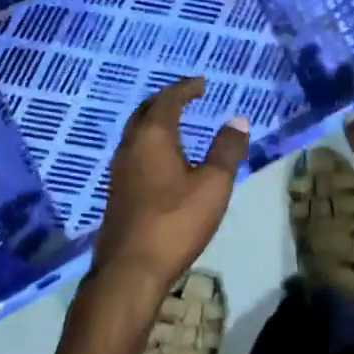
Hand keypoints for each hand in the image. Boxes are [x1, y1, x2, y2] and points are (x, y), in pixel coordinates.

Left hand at [91, 77, 247, 300]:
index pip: (168, 100)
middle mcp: (130, 146)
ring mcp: (119, 169)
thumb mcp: (213, 185)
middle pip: (146, 111)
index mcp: (153, 136)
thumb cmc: (175, 222)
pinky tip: (162, 159)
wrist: (130, 270)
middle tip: (186, 97)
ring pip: (136, 132)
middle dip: (166, 100)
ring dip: (155, 121)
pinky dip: (150, 142)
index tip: (201, 83)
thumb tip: (237, 120)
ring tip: (177, 124)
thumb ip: (226, 150)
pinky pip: (134, 151)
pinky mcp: (116, 191)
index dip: (186, 89)